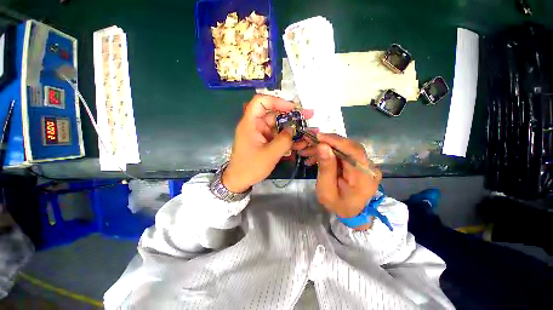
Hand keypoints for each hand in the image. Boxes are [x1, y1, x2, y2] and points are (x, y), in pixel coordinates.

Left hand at [222, 95, 312, 192]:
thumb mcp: (270, 154)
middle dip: (291, 115)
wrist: (239, 181)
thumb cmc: (251, 167)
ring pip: (277, 125)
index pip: (260, 102)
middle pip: (273, 113)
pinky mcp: (264, 141)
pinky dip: (287, 138)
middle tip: (308, 115)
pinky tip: (299, 142)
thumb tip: (292, 129)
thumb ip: (284, 140)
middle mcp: (255, 125)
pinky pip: (277, 135)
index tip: (292, 108)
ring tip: (307, 131)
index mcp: (250, 124)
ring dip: (291, 129)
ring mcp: (260, 133)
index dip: (276, 101)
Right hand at [299, 133, 381, 222]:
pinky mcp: (360, 163)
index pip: (354, 151)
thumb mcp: (326, 191)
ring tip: (309, 151)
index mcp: (363, 178)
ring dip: (326, 147)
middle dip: (328, 142)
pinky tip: (317, 156)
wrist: (351, 212)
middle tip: (310, 142)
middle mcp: (369, 167)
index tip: (318, 137)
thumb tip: (322, 146)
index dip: (336, 141)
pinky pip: (344, 152)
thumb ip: (325, 168)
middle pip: (349, 147)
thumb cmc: (338, 205)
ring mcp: (366, 164)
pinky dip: (330, 152)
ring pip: (345, 148)